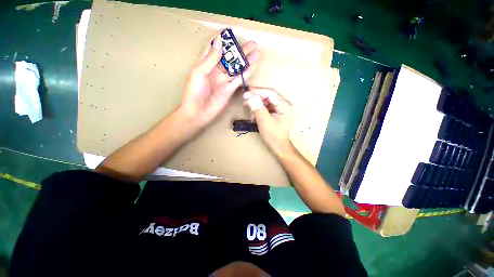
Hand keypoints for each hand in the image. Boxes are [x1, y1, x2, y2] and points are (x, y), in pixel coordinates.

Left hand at [179, 34, 260, 126]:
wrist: (198, 112)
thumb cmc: (194, 92)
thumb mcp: (199, 73)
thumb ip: (210, 59)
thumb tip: (220, 42)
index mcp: (206, 63)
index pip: (215, 48)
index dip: (223, 41)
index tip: (232, 33)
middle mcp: (216, 70)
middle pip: (230, 58)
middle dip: (240, 51)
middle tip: (252, 43)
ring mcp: (224, 80)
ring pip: (237, 68)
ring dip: (246, 61)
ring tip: (256, 52)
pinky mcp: (230, 90)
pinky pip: (239, 80)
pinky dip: (246, 74)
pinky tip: (252, 67)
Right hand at [243, 87, 294, 154]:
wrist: (279, 146)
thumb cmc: (273, 135)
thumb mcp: (264, 121)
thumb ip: (257, 107)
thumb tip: (248, 95)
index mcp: (285, 106)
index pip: (271, 93)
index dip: (258, 91)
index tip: (247, 91)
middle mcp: (285, 105)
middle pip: (270, 96)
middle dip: (257, 97)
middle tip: (245, 99)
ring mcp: (282, 109)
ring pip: (268, 100)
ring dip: (257, 102)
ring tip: (247, 105)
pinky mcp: (278, 112)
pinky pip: (268, 106)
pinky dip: (260, 107)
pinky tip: (254, 111)